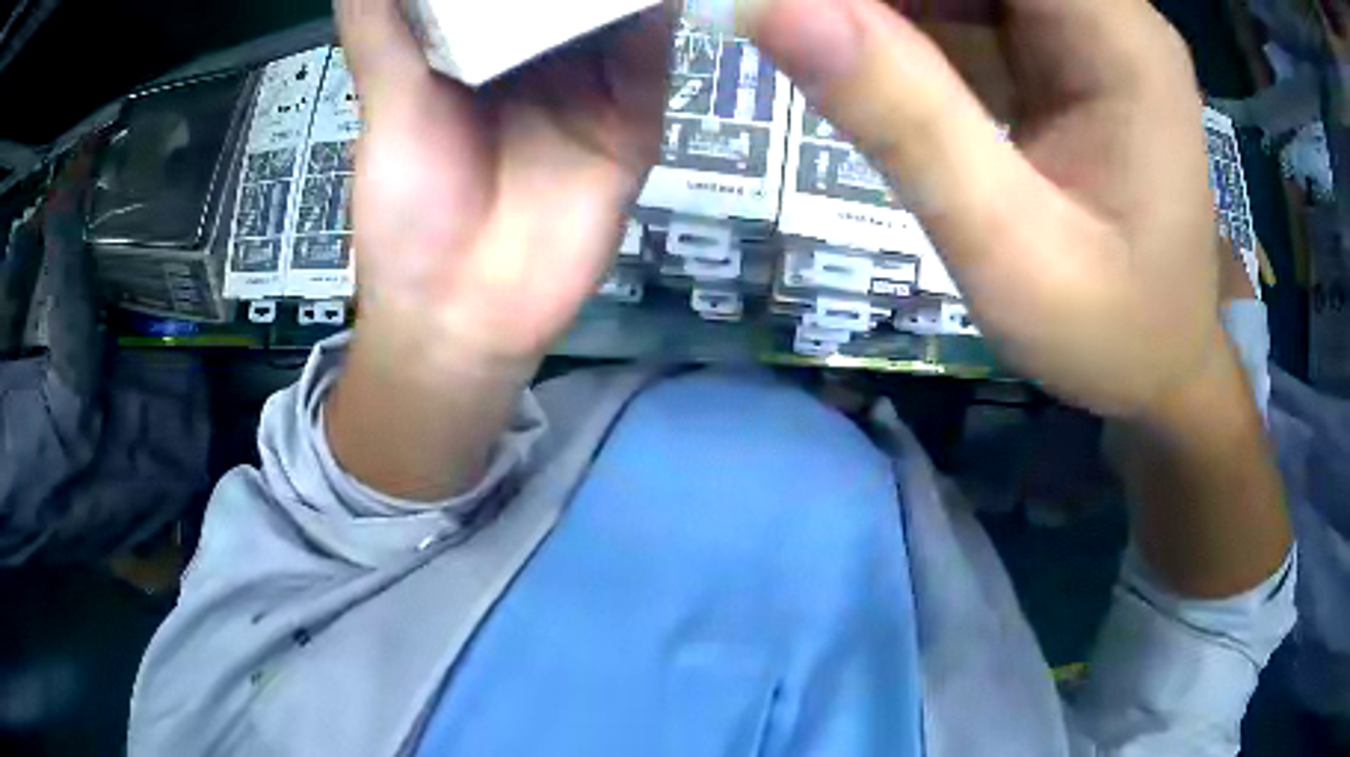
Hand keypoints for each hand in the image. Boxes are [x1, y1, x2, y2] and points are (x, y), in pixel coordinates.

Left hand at [337, 0, 669, 367]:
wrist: (464, 316)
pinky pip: (655, 54)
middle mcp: (539, 51)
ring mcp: (594, 82)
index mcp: (477, 41)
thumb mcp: (383, 102)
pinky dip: (660, 11)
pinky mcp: (635, 118)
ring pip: (619, 6)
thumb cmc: (408, 210)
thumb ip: (383, 24)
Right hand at [744, 0, 1221, 417]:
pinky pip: (961, 4)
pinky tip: (864, 64)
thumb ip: (905, 124)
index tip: (799, 11)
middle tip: (794, 28)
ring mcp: (1081, 26)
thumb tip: (772, 9)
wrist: (1160, 366)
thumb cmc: (1110, 334)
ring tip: (823, 53)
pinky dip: (899, 23)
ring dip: (880, 8)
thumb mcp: (1010, 252)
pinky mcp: (1054, 49)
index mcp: (1121, 39)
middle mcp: (1105, 11)